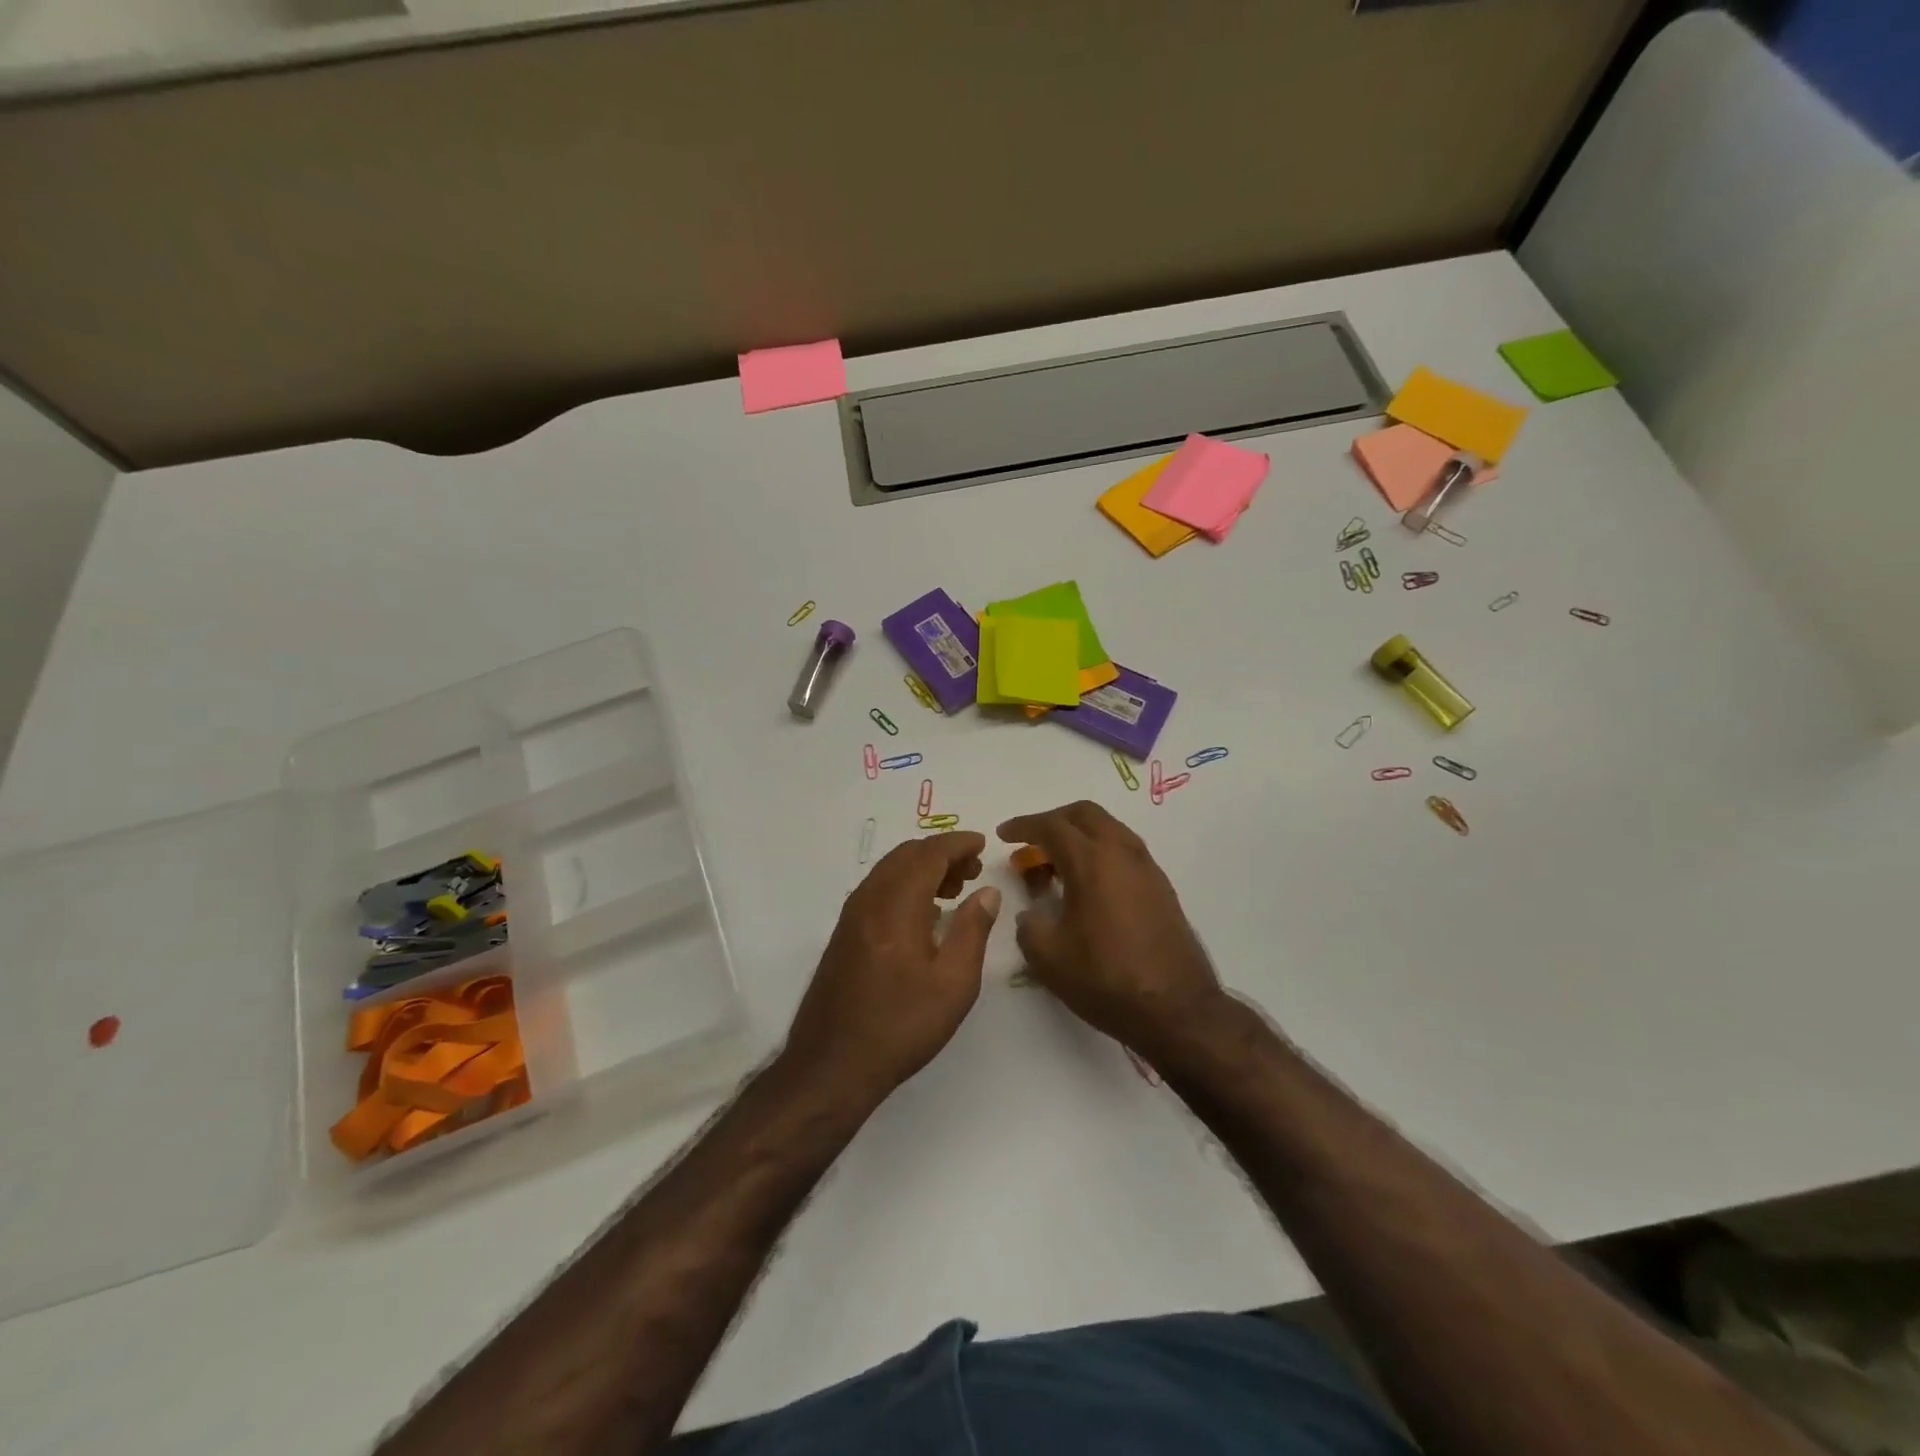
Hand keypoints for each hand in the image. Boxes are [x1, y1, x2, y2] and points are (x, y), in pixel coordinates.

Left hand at [783, 831, 1001, 1102]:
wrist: (831, 1066)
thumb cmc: (901, 1026)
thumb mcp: (953, 984)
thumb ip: (972, 930)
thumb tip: (986, 892)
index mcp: (896, 905)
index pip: (929, 854)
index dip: (958, 844)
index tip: (982, 844)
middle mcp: (869, 900)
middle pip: (906, 855)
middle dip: (941, 853)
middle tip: (972, 870)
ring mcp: (851, 916)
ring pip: (889, 870)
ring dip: (922, 868)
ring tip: (954, 888)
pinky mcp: (844, 934)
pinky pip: (878, 889)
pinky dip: (904, 884)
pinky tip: (924, 913)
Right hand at [998, 802, 1227, 1068]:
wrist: (1176, 1010)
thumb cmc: (1106, 979)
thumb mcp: (1048, 957)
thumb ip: (1029, 925)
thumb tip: (1032, 913)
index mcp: (1092, 861)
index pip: (1051, 826)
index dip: (1023, 826)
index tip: (1003, 834)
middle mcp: (1122, 853)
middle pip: (1085, 814)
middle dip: (1054, 820)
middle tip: (1031, 842)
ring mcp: (1147, 868)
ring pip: (1109, 829)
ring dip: (1080, 835)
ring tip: (1057, 864)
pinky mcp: (1161, 887)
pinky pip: (1124, 851)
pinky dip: (1101, 853)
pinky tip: (1088, 886)